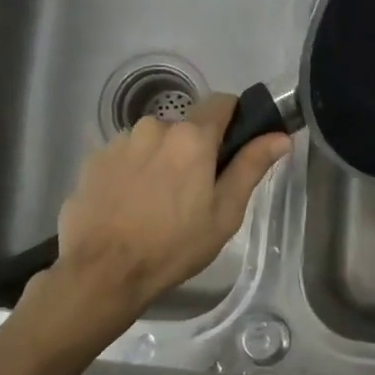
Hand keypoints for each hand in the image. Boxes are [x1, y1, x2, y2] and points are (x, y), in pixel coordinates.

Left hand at [32, 95, 289, 319]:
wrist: (103, 272)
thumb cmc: (174, 245)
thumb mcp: (225, 213)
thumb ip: (251, 168)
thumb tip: (281, 137)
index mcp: (192, 137)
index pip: (222, 103)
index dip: (234, 120)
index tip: (235, 149)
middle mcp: (154, 127)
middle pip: (186, 127)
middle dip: (195, 150)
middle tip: (196, 192)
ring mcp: (119, 142)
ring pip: (154, 141)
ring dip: (162, 160)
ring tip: (159, 203)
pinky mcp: (93, 160)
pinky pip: (126, 156)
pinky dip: (134, 172)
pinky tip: (131, 206)